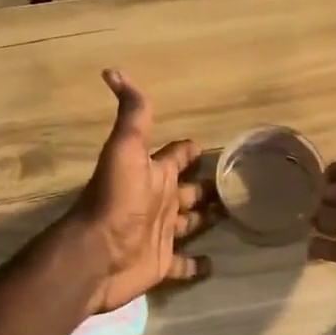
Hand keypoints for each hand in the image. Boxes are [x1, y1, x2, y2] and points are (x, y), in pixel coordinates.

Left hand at [70, 70, 219, 313]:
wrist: (97, 254)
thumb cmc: (116, 199)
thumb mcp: (125, 149)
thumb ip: (132, 114)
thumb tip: (112, 70)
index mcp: (154, 173)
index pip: (176, 155)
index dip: (189, 149)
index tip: (208, 144)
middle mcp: (158, 200)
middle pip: (188, 190)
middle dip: (208, 186)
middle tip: (238, 185)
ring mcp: (161, 233)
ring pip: (190, 223)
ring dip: (208, 219)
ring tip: (236, 216)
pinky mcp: (161, 264)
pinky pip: (184, 264)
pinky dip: (198, 264)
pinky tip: (216, 263)